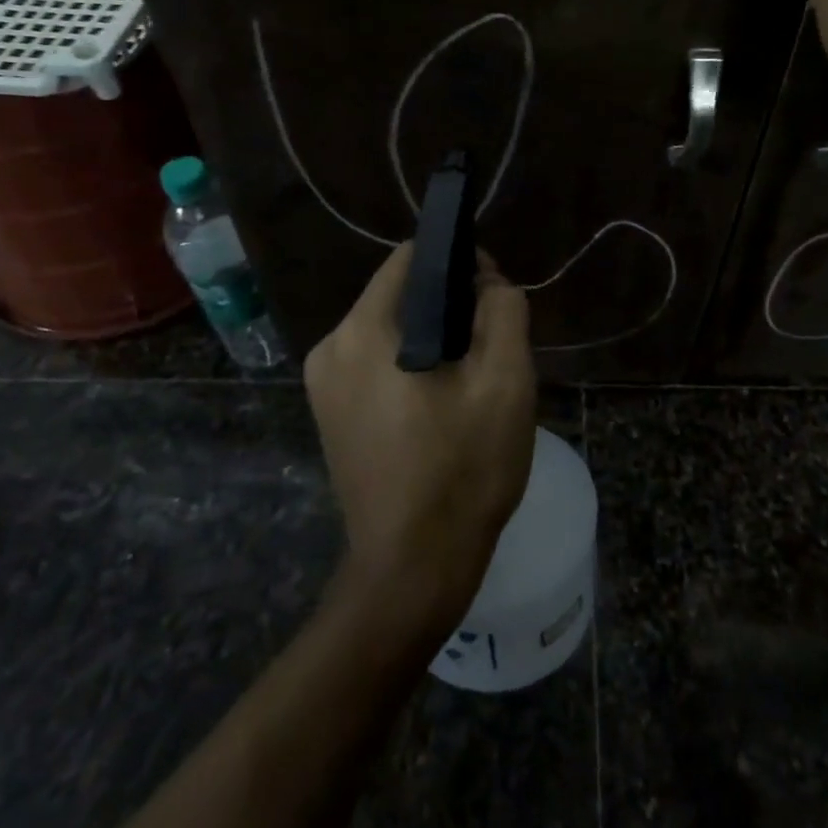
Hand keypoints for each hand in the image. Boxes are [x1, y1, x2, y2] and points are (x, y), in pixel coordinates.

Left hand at [303, 242, 537, 635]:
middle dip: (450, 306)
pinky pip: (377, 364)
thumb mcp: (504, 381)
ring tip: (473, 378)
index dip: (460, 263)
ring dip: (435, 338)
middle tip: (492, 345)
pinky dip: (412, 366)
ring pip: (391, 331)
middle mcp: (331, 348)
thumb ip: (503, 310)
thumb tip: (488, 283)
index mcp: (363, 331)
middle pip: (399, 295)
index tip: (495, 293)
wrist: (413, 569)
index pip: (411, 259)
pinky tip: (443, 403)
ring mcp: (324, 385)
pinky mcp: (330, 415)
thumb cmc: (462, 471)